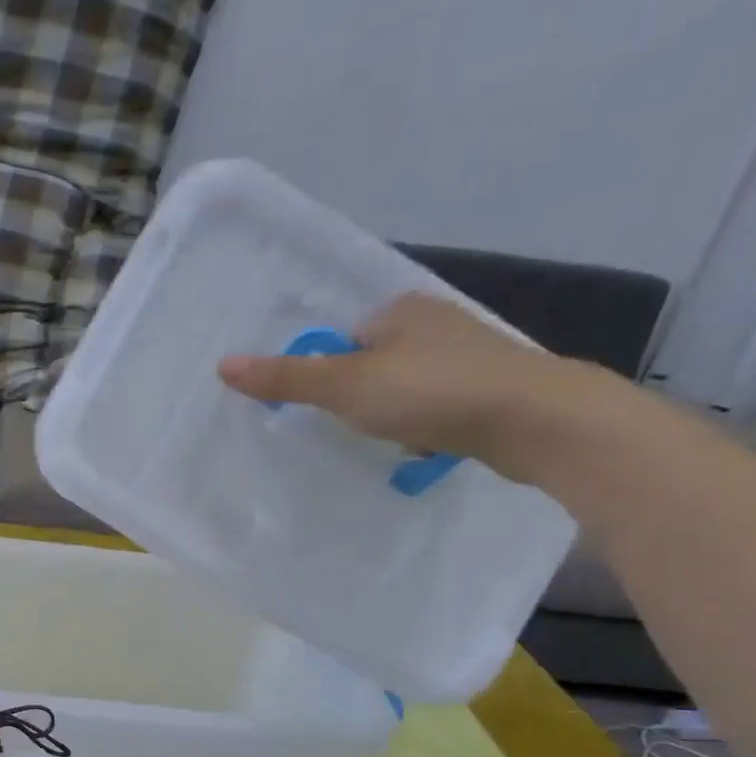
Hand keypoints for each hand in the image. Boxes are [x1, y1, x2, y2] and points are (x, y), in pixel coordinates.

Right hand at [217, 293, 620, 484]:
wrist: (532, 419)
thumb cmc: (430, 392)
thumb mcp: (345, 386)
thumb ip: (287, 378)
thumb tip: (223, 365)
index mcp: (401, 309)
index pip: (344, 338)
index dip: (329, 373)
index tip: (328, 405)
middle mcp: (436, 322)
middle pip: (374, 364)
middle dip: (361, 396)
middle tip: (353, 427)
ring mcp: (469, 355)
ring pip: (408, 387)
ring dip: (394, 414)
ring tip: (389, 440)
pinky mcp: (491, 389)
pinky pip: (438, 407)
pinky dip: (426, 426)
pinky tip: (425, 447)